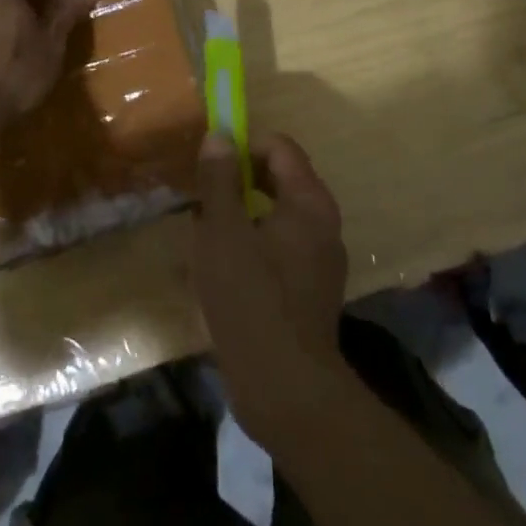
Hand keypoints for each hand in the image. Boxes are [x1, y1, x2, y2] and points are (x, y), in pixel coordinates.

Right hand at [190, 129, 349, 445]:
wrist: (285, 389)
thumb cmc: (250, 298)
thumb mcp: (222, 231)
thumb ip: (219, 179)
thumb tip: (219, 136)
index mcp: (309, 201)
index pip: (280, 147)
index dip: (243, 145)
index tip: (210, 165)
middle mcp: (323, 224)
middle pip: (280, 179)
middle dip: (239, 181)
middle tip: (202, 197)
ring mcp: (320, 260)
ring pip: (277, 216)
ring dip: (241, 215)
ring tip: (204, 234)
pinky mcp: (310, 291)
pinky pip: (280, 249)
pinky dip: (252, 246)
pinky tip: (222, 270)